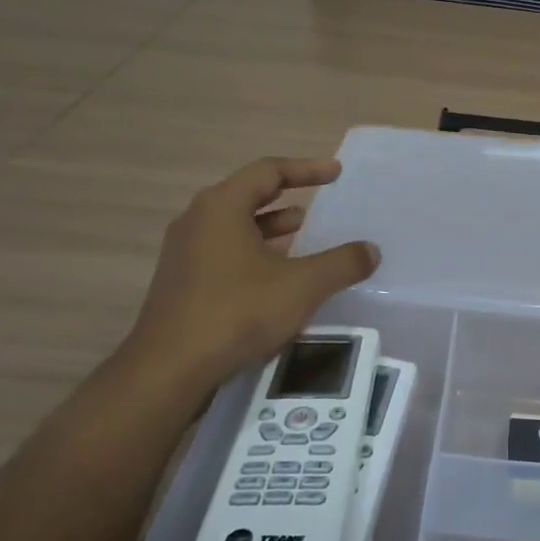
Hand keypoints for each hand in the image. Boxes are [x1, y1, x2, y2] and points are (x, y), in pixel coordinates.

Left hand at [118, 158, 379, 404]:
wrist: (169, 370)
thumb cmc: (237, 313)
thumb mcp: (302, 286)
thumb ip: (342, 263)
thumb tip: (371, 250)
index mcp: (222, 207)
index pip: (268, 171)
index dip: (307, 169)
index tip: (337, 173)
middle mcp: (197, 220)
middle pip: (247, 194)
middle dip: (287, 196)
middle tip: (319, 201)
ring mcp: (184, 253)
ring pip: (234, 226)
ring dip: (270, 226)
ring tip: (302, 234)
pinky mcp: (181, 282)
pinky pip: (224, 251)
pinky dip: (254, 252)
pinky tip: (275, 276)